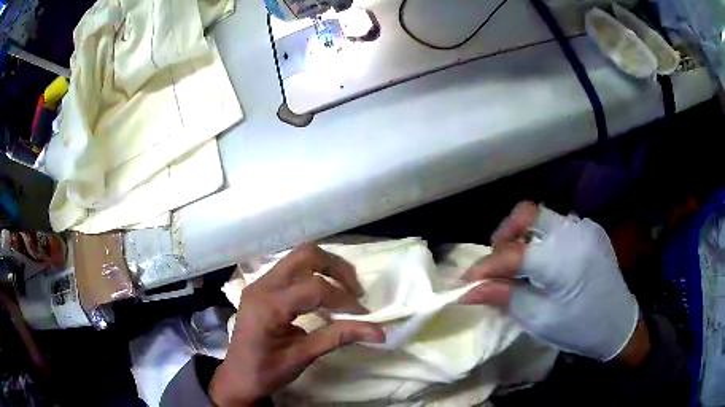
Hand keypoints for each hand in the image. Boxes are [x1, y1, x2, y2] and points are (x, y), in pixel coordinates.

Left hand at [210, 244, 384, 405]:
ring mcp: (260, 283)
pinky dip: (313, 274)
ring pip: (298, 257)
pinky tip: (323, 294)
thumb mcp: (303, 357)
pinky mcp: (262, 287)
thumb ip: (338, 337)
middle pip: (306, 255)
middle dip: (337, 268)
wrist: (237, 377)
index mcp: (269, 305)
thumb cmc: (267, 371)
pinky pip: (291, 269)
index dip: (344, 298)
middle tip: (355, 290)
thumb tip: (378, 331)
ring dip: (326, 267)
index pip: (315, 288)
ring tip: (344, 290)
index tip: (363, 315)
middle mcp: (262, 285)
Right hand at [461, 202, 645, 362]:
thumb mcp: (540, 319)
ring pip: (541, 217)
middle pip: (527, 213)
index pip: (513, 253)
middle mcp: (575, 233)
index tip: (466, 281)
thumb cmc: (579, 328)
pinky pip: (557, 225)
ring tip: (518, 264)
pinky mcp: (590, 230)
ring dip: (522, 236)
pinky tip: (543, 261)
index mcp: (564, 261)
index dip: (485, 266)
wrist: (619, 324)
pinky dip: (541, 239)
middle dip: (504, 235)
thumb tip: (468, 290)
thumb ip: (504, 296)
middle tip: (496, 263)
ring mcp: (585, 227)